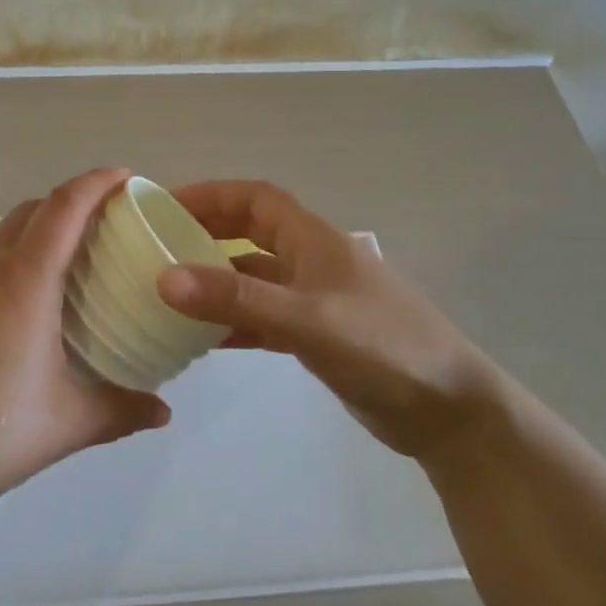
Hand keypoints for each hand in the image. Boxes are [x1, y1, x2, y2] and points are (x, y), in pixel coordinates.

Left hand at [0, 168, 171, 526]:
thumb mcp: (67, 423)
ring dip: (27, 243)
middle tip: (96, 231)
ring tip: (50, 281)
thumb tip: (163, 412)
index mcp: (24, 282)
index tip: (122, 177)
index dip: (96, 182)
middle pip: (28, 212)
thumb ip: (121, 410)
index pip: (64, 207)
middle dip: (65, 207)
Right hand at [157, 180, 503, 458]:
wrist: (448, 411)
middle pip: (251, 233)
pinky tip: (204, 339)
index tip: (165, 206)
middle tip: (158, 247)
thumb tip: (164, 278)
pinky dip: (234, 321)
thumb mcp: (305, 319)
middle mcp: (312, 261)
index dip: (211, 195)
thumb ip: (236, 299)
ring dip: (216, 280)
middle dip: (207, 232)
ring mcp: (316, 299)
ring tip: (169, 292)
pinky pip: (264, 317)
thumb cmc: (382, 348)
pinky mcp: (318, 335)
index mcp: (314, 240)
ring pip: (254, 277)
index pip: (255, 198)